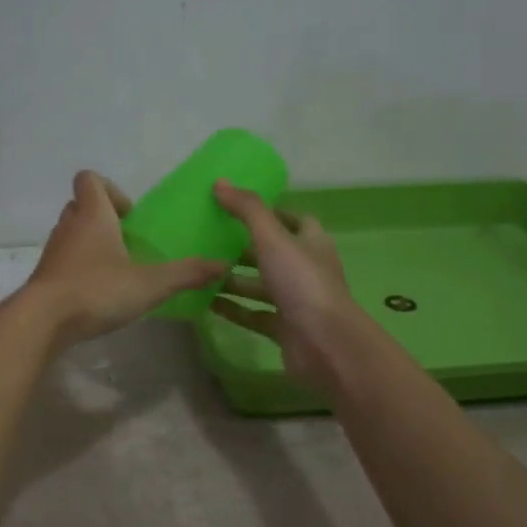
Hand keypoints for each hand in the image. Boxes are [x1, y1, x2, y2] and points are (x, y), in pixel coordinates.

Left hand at [18, 171, 226, 347]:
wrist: (42, 321)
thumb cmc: (97, 290)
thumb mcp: (150, 284)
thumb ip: (186, 274)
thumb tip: (222, 265)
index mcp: (93, 215)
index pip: (89, 179)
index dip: (110, 189)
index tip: (129, 215)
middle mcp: (69, 226)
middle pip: (80, 205)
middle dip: (103, 217)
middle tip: (126, 241)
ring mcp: (53, 251)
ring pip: (71, 233)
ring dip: (90, 242)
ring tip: (115, 268)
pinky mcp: (45, 276)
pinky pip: (64, 260)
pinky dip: (79, 267)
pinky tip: (97, 291)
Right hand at [210, 180, 364, 389]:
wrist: (325, 344)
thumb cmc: (302, 283)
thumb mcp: (273, 239)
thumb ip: (247, 210)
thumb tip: (220, 182)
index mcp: (311, 243)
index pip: (294, 220)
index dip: (270, 213)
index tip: (238, 208)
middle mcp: (305, 269)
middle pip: (273, 253)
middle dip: (243, 247)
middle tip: (210, 239)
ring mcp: (296, 301)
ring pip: (261, 285)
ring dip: (234, 279)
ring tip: (201, 270)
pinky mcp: (284, 328)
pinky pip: (253, 314)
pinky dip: (233, 308)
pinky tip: (206, 303)